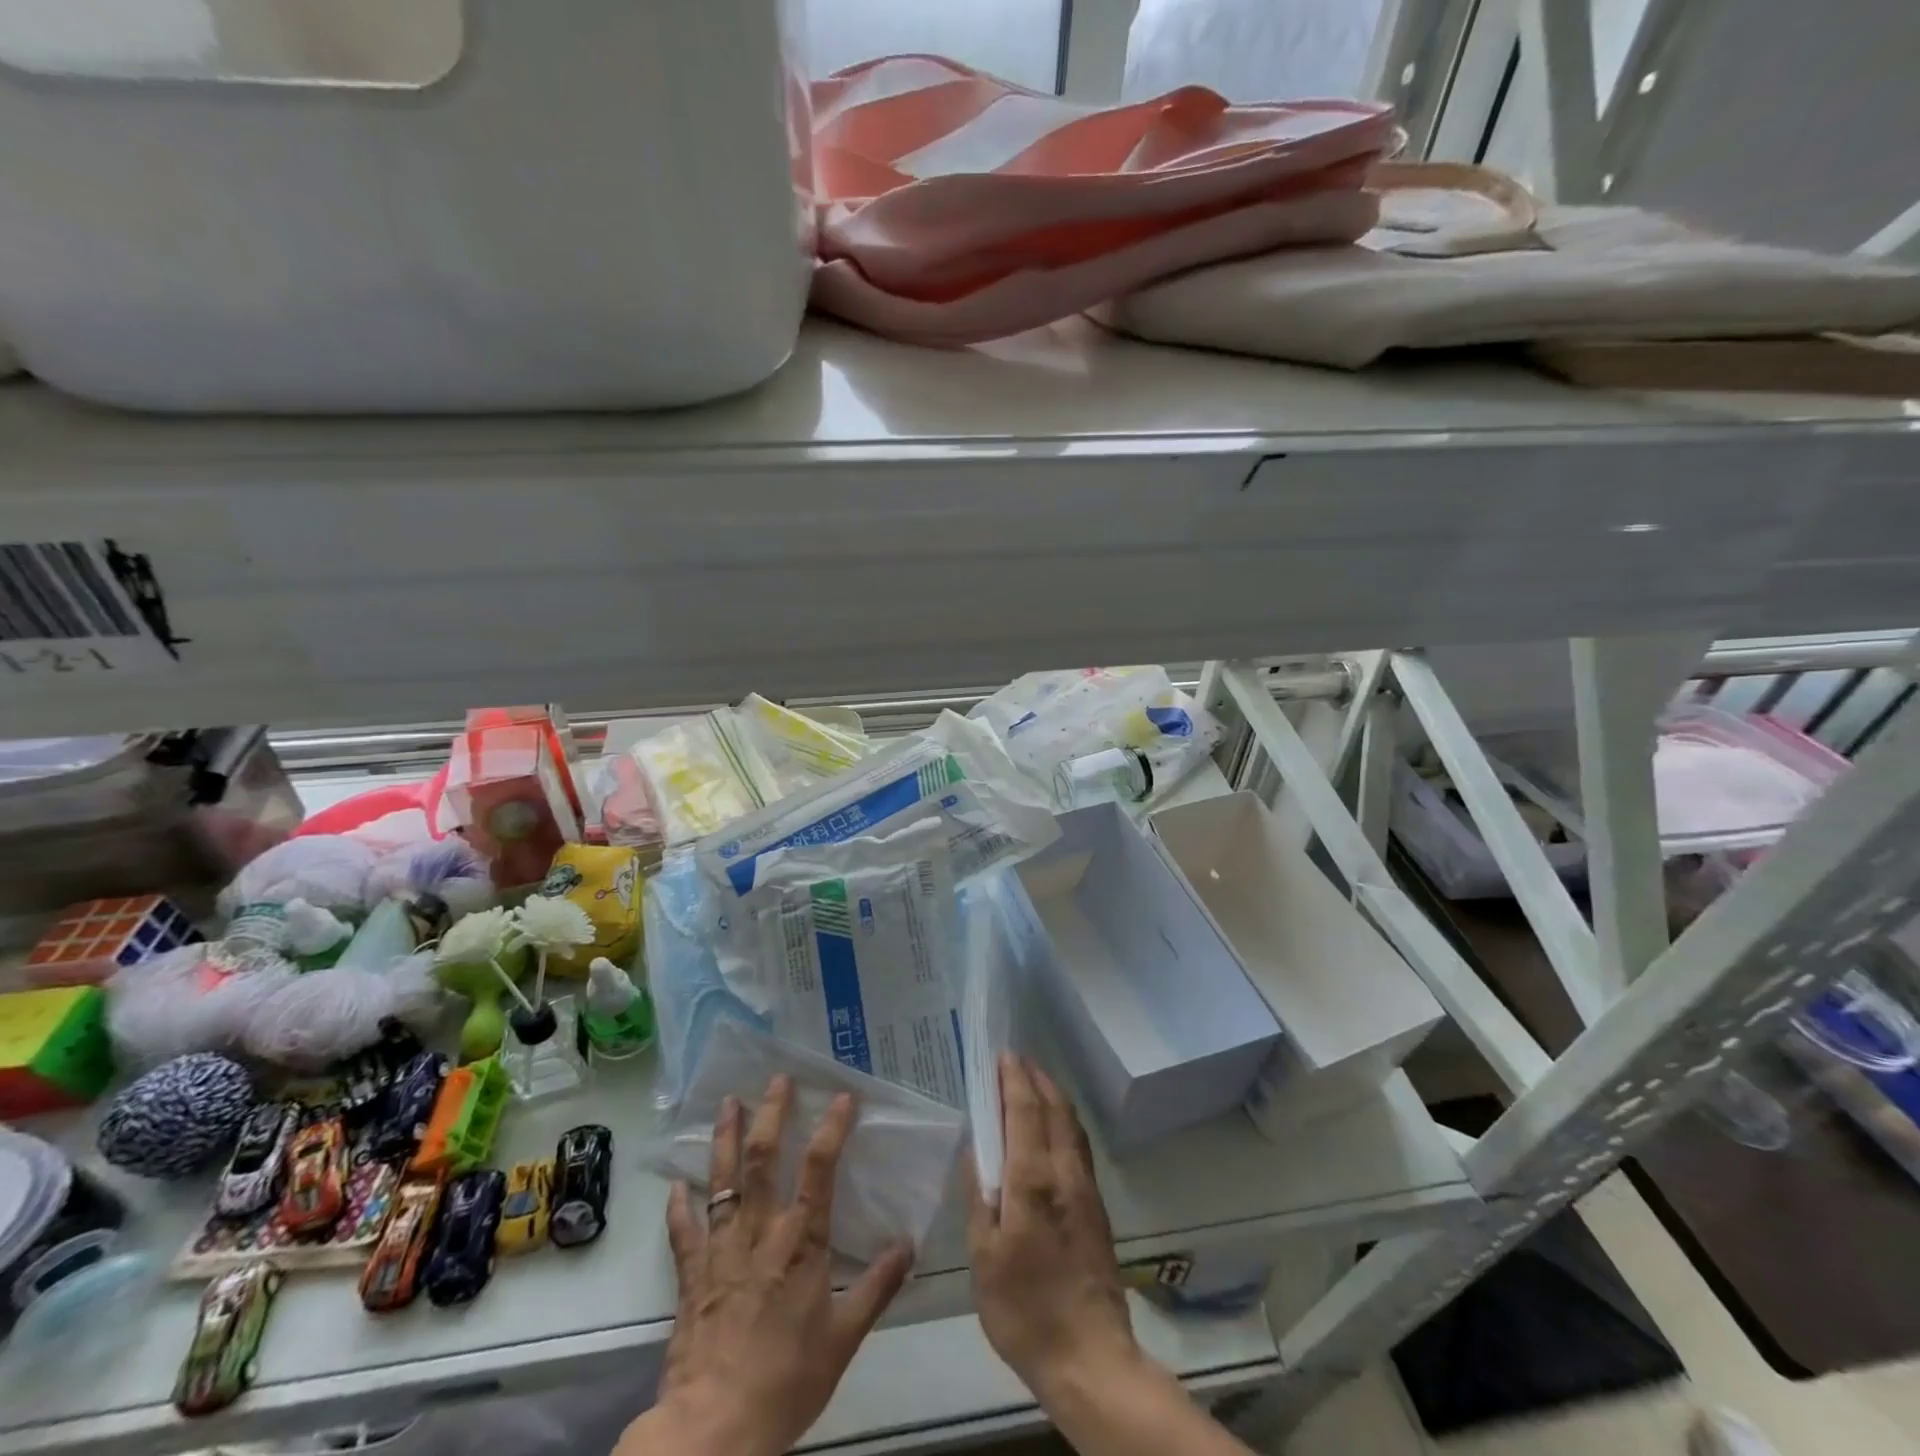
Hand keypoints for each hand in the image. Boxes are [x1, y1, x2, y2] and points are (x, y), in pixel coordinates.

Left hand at [632, 1077, 913, 1455]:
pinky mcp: (692, 1277)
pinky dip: (678, 1207)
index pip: (819, 1169)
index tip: (843, 1097)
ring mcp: (721, 1251)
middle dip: (771, 1114)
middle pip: (762, 1159)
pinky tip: (676, 1184)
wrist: (716, 1429)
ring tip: (726, 1102)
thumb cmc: (787, 1379)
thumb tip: (909, 1244)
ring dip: (723, 1139)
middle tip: (777, 1079)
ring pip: (721, 1181)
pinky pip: (683, 1233)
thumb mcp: (845, 1337)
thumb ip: (878, 1286)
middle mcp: (759, 1233)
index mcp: (801, 1242)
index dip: (832, 1128)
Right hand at [967, 1053, 1142, 1400]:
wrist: (1090, 1358)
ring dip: (1053, 1095)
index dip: (1013, 1079)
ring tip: (1034, 1082)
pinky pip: (1079, 1145)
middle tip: (1016, 1060)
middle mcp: (1064, 1173)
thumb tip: (974, 1151)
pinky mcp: (1097, 1207)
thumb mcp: (984, 1258)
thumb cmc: (1025, 1310)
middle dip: (1036, 1078)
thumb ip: (980, 1197)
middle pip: (1054, 1108)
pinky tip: (1054, 1128)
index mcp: (1032, 1180)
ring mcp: (1086, 1188)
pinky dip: (1064, 1121)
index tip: (1003, 1055)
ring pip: (1071, 1124)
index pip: (1024, 1111)